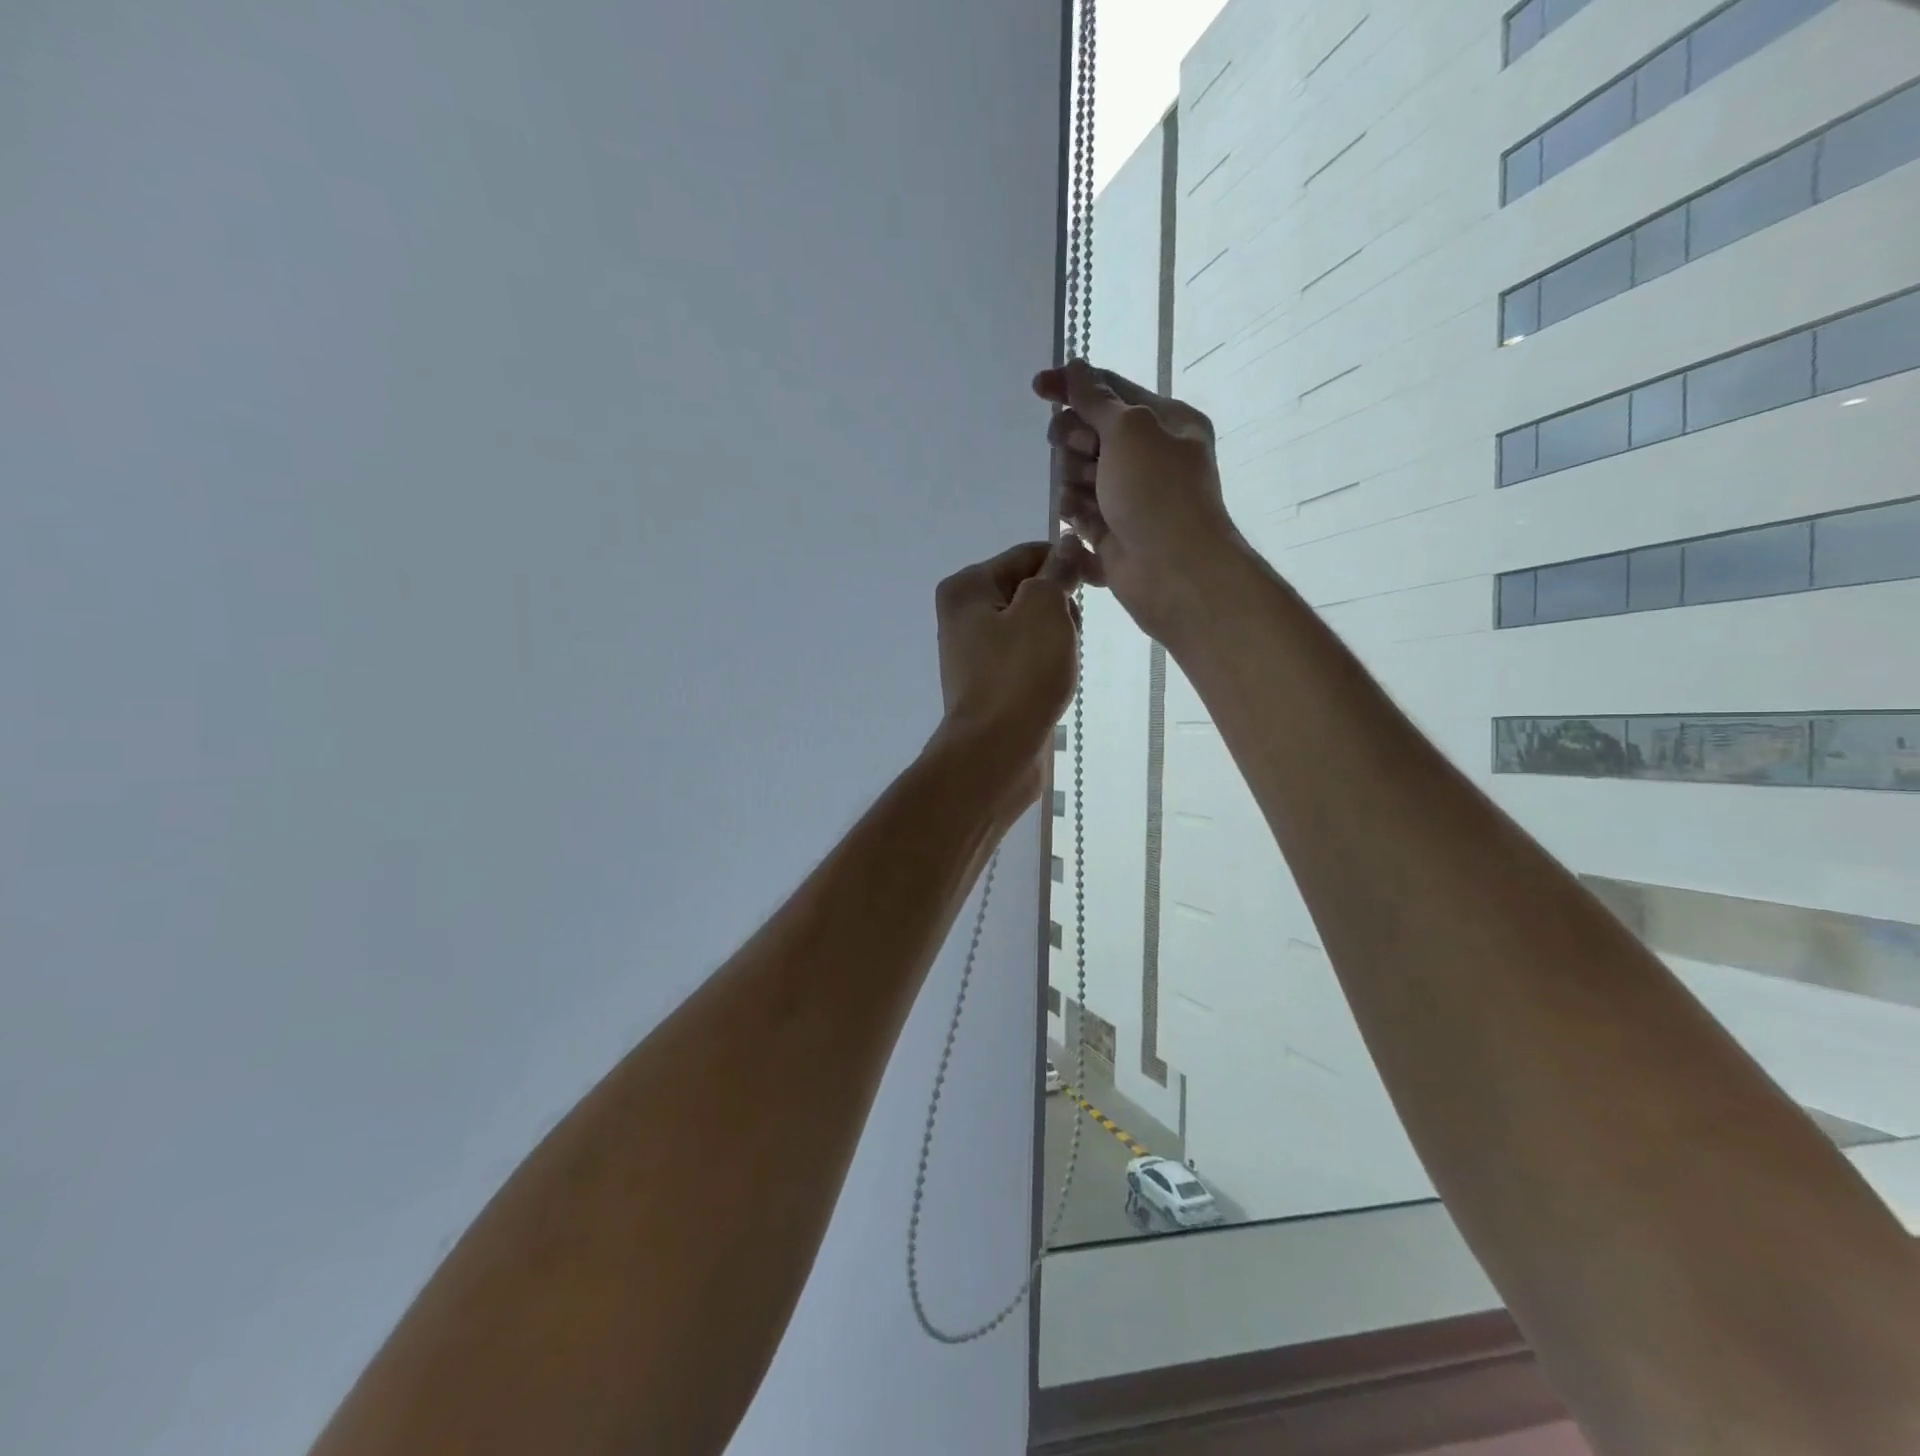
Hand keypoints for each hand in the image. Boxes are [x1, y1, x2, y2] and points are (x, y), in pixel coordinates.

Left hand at [932, 539, 1086, 806]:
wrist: (995, 752)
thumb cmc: (1020, 674)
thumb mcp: (1044, 609)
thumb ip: (1057, 572)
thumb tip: (1067, 546)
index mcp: (967, 587)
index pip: (1028, 555)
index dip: (1066, 563)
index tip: (1098, 583)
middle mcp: (964, 615)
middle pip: (1029, 591)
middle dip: (1061, 608)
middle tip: (1070, 636)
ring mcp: (974, 652)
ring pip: (1033, 627)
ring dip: (1058, 640)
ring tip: (1063, 665)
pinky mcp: (989, 683)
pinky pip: (1027, 658)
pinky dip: (1047, 665)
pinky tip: (1056, 684)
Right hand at [1033, 359, 1247, 640]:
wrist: (1173, 571)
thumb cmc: (1158, 491)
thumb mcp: (1130, 430)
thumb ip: (1096, 399)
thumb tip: (1075, 367)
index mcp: (1165, 422)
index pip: (1111, 391)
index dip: (1072, 386)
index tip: (1037, 387)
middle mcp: (1148, 456)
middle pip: (1089, 432)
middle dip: (1075, 439)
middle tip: (1081, 452)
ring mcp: (1129, 496)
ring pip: (1079, 473)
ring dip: (1074, 479)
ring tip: (1087, 496)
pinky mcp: (1111, 532)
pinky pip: (1079, 511)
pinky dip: (1075, 512)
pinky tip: (1078, 521)